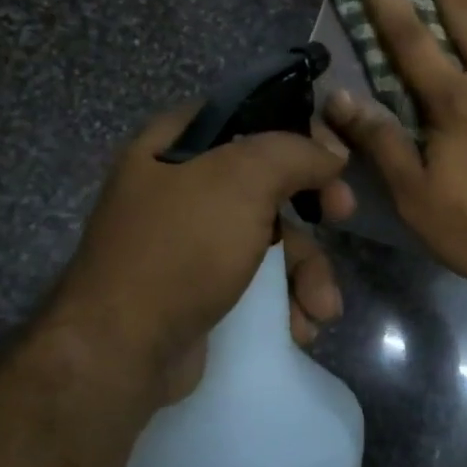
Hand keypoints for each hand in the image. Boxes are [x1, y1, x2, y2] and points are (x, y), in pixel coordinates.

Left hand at [47, 108, 354, 404]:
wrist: (122, 350)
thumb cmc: (180, 249)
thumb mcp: (241, 180)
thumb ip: (292, 153)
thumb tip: (330, 154)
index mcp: (174, 146)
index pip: (246, 116)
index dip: (295, 129)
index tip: (332, 153)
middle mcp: (180, 189)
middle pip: (267, 182)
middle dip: (313, 209)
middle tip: (344, 215)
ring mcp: (191, 244)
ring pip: (271, 240)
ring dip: (307, 274)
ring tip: (322, 308)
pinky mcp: (201, 291)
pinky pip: (256, 282)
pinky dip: (284, 302)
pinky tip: (299, 327)